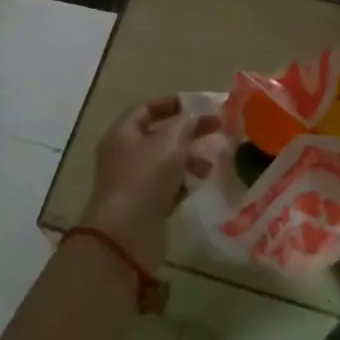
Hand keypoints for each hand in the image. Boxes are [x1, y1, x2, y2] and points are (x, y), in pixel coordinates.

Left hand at [80, 97, 218, 271]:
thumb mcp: (169, 142)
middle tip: (217, 131)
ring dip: (189, 159)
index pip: (146, 109)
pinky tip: (199, 184)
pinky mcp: (145, 206)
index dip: (172, 104)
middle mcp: (125, 155)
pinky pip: (167, 187)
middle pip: (159, 136)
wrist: (126, 235)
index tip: (200, 106)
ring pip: (165, 162)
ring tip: (210, 165)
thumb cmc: (145, 178)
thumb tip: (195, 116)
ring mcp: (134, 182)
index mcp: (122, 133)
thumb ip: (185, 124)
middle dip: (187, 133)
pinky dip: (183, 182)